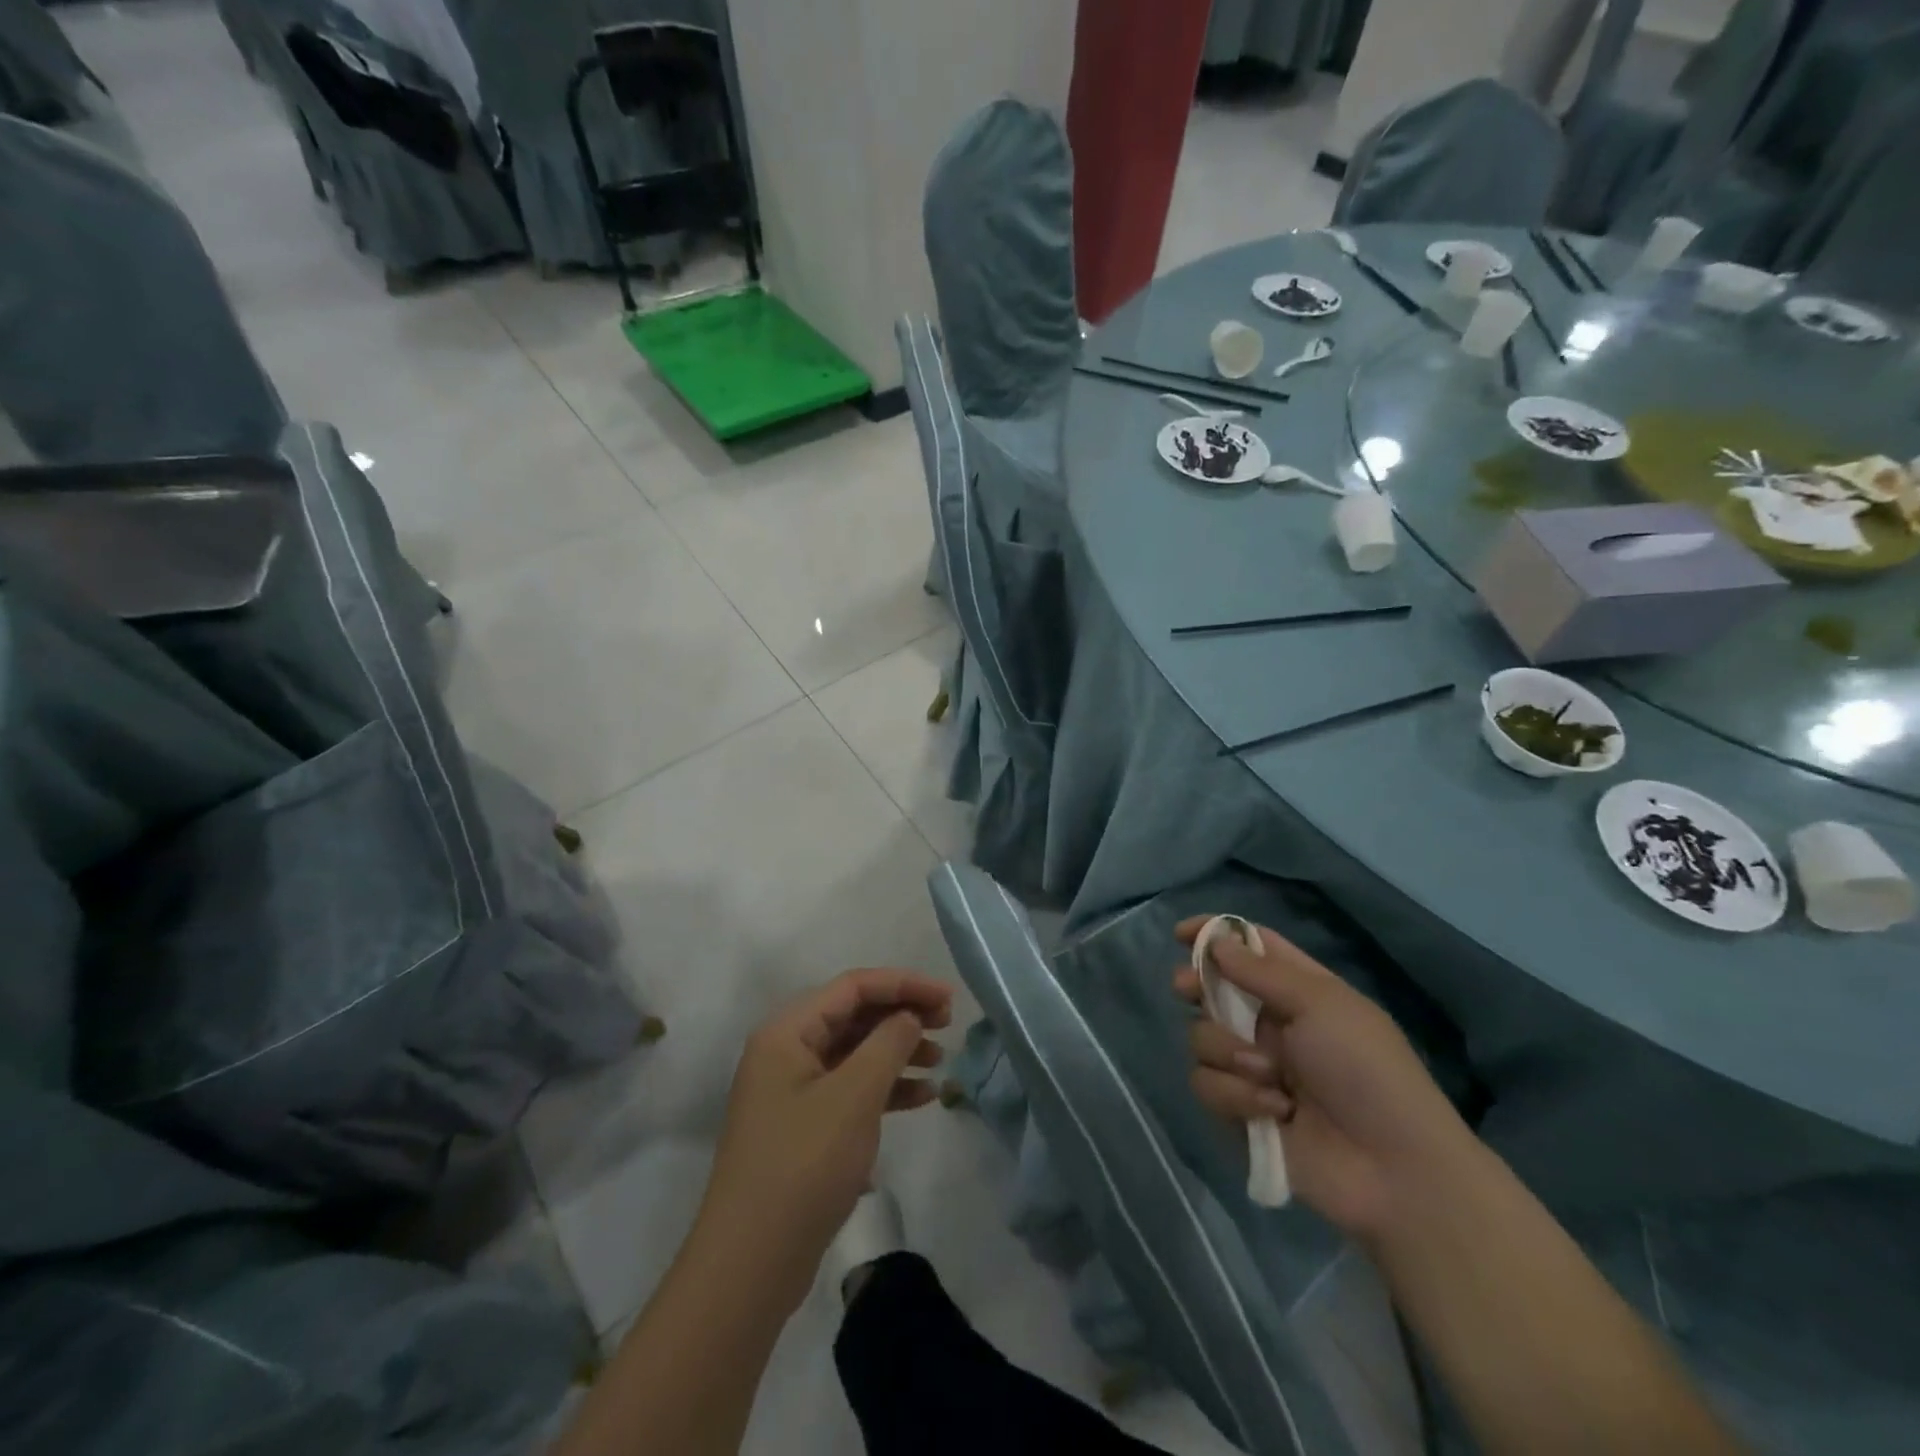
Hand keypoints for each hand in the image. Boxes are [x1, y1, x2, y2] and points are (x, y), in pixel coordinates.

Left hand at [696, 970, 952, 1299]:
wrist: (750, 1265)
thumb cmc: (804, 1165)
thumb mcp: (855, 1096)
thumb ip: (888, 1044)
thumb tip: (909, 1016)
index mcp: (787, 1032)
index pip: (853, 986)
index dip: (904, 984)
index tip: (948, 998)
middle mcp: (786, 1052)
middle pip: (853, 1016)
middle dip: (902, 1016)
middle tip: (948, 1025)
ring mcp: (792, 1091)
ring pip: (854, 1053)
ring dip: (898, 1052)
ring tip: (940, 1062)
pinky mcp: (802, 1126)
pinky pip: (849, 1089)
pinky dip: (884, 1088)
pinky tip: (922, 1098)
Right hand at [1174, 919, 1472, 1240]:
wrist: (1394, 1171)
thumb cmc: (1366, 1070)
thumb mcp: (1321, 1004)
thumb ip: (1261, 971)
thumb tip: (1216, 942)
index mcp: (1297, 991)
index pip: (1248, 948)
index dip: (1214, 935)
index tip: (1181, 934)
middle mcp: (1269, 1025)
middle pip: (1212, 990)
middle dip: (1195, 986)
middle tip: (1187, 988)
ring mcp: (1253, 1068)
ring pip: (1202, 1038)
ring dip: (1228, 1053)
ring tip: (1270, 1077)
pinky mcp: (1240, 1110)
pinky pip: (1208, 1085)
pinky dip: (1236, 1095)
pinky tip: (1273, 1111)